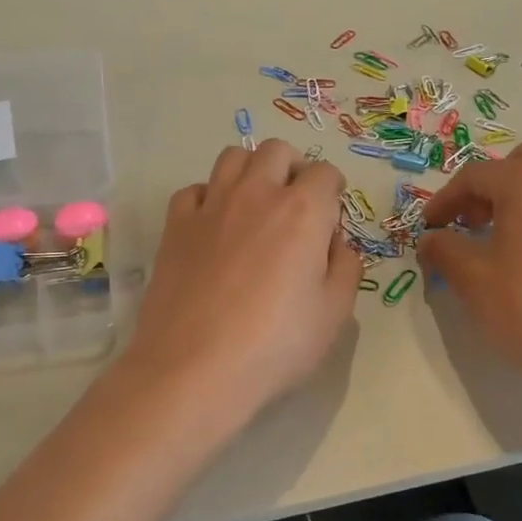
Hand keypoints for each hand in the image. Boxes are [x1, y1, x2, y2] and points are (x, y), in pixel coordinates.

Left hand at [125, 140, 359, 421]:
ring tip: (256, 206)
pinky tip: (215, 227)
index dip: (334, 193)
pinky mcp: (175, 226)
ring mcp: (210, 206)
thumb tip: (335, 243)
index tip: (330, 222)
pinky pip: (194, 190)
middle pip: (277, 151)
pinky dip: (209, 197)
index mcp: (303, 211)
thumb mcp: (335, 314)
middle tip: (296, 207)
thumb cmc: (276, 345)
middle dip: (294, 169)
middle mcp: (256, 194)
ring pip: (233, 157)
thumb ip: (346, 268)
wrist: (195, 368)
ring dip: (252, 171)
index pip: (325, 173)